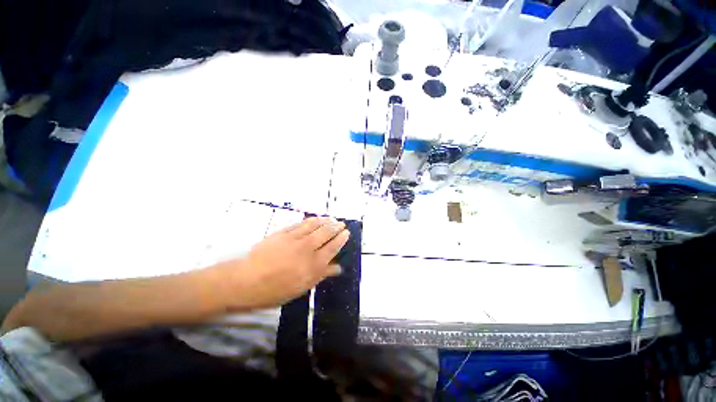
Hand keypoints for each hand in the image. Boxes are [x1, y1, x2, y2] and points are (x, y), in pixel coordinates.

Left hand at [217, 217, 350, 310]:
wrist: (246, 281)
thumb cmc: (275, 290)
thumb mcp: (302, 287)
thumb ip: (321, 275)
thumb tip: (338, 268)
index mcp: (314, 264)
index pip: (333, 247)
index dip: (341, 238)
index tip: (346, 232)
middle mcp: (307, 248)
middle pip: (326, 233)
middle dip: (336, 226)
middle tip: (341, 223)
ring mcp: (295, 238)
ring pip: (314, 225)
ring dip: (324, 220)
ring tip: (330, 218)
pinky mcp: (283, 232)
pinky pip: (300, 223)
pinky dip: (310, 220)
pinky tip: (314, 219)